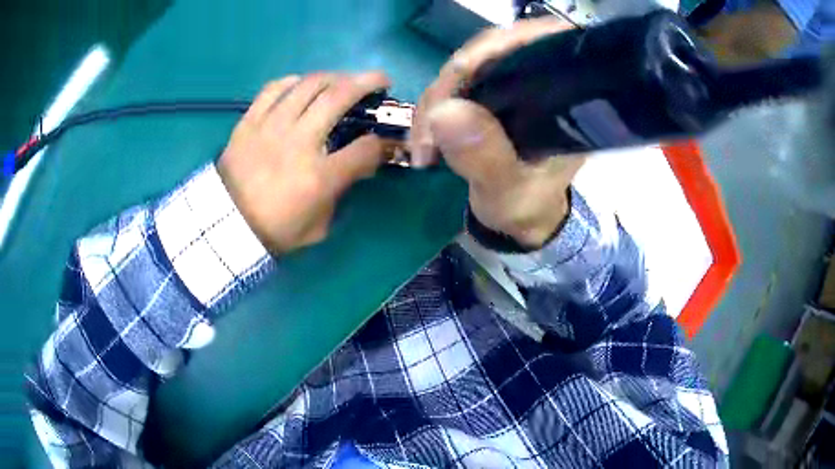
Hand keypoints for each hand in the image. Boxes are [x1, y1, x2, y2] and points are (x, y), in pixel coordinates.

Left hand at [218, 72, 390, 253]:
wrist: (227, 226)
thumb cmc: (275, 230)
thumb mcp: (319, 225)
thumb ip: (342, 191)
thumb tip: (360, 162)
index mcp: (319, 176)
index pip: (365, 148)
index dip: (383, 141)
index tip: (385, 139)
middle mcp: (298, 141)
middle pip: (340, 97)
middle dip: (367, 82)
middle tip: (379, 80)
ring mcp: (272, 126)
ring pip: (309, 84)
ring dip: (335, 76)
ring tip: (343, 80)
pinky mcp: (250, 121)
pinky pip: (274, 88)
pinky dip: (293, 81)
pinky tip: (302, 85)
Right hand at [408, 18, 585, 248]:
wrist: (520, 218)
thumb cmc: (526, 206)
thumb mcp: (509, 192)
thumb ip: (485, 158)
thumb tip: (445, 111)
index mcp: (564, 99)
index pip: (534, 45)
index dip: (493, 49)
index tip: (457, 76)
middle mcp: (543, 82)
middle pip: (491, 50)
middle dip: (451, 85)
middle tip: (428, 132)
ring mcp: (514, 84)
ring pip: (467, 65)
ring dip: (436, 100)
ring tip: (424, 146)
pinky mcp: (492, 92)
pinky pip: (455, 83)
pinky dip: (435, 105)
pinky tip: (426, 135)